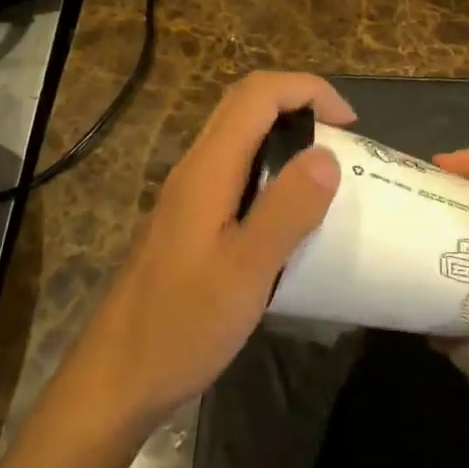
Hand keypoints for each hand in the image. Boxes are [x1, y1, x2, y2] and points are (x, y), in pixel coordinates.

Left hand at [65, 72, 354, 435]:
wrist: (118, 377)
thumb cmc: (183, 325)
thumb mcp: (247, 271)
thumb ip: (287, 209)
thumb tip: (327, 155)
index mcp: (207, 170)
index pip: (258, 95)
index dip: (308, 90)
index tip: (350, 123)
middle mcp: (195, 168)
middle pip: (245, 104)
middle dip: (300, 104)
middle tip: (344, 139)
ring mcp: (189, 194)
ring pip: (239, 135)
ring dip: (285, 134)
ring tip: (327, 170)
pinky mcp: (190, 219)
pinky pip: (235, 169)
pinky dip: (271, 167)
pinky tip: (291, 211)